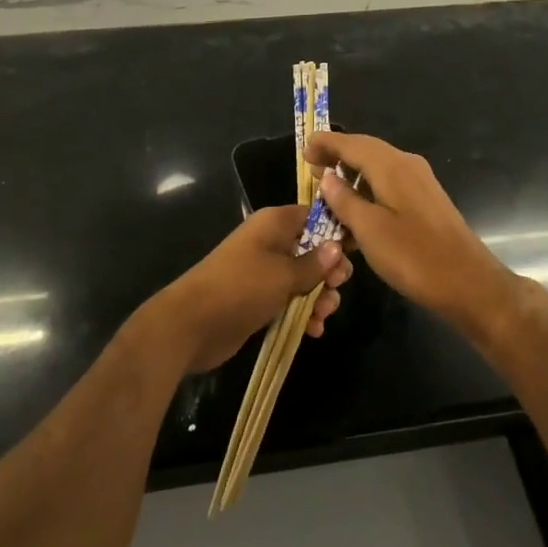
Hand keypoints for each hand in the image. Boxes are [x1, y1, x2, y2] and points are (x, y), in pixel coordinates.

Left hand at [148, 205, 352, 375]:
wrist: (191, 324)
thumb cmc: (240, 288)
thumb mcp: (283, 275)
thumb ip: (314, 264)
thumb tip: (337, 247)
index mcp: (274, 224)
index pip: (313, 216)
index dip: (336, 231)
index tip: (356, 250)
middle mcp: (270, 242)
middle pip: (312, 249)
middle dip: (329, 271)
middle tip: (337, 287)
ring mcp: (263, 272)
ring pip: (303, 278)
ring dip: (318, 296)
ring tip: (324, 314)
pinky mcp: (258, 298)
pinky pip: (289, 300)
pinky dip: (303, 312)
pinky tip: (313, 330)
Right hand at [305, 132, 512, 325]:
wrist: (469, 283)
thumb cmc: (414, 257)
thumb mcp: (370, 230)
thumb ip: (345, 201)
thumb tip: (327, 177)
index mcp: (392, 166)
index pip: (352, 143)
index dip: (326, 143)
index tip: (304, 149)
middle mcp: (407, 165)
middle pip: (366, 150)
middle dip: (337, 155)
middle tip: (310, 167)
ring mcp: (420, 183)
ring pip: (378, 168)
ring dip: (352, 174)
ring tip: (327, 192)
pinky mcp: (426, 201)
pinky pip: (389, 184)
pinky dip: (368, 189)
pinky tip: (356, 212)